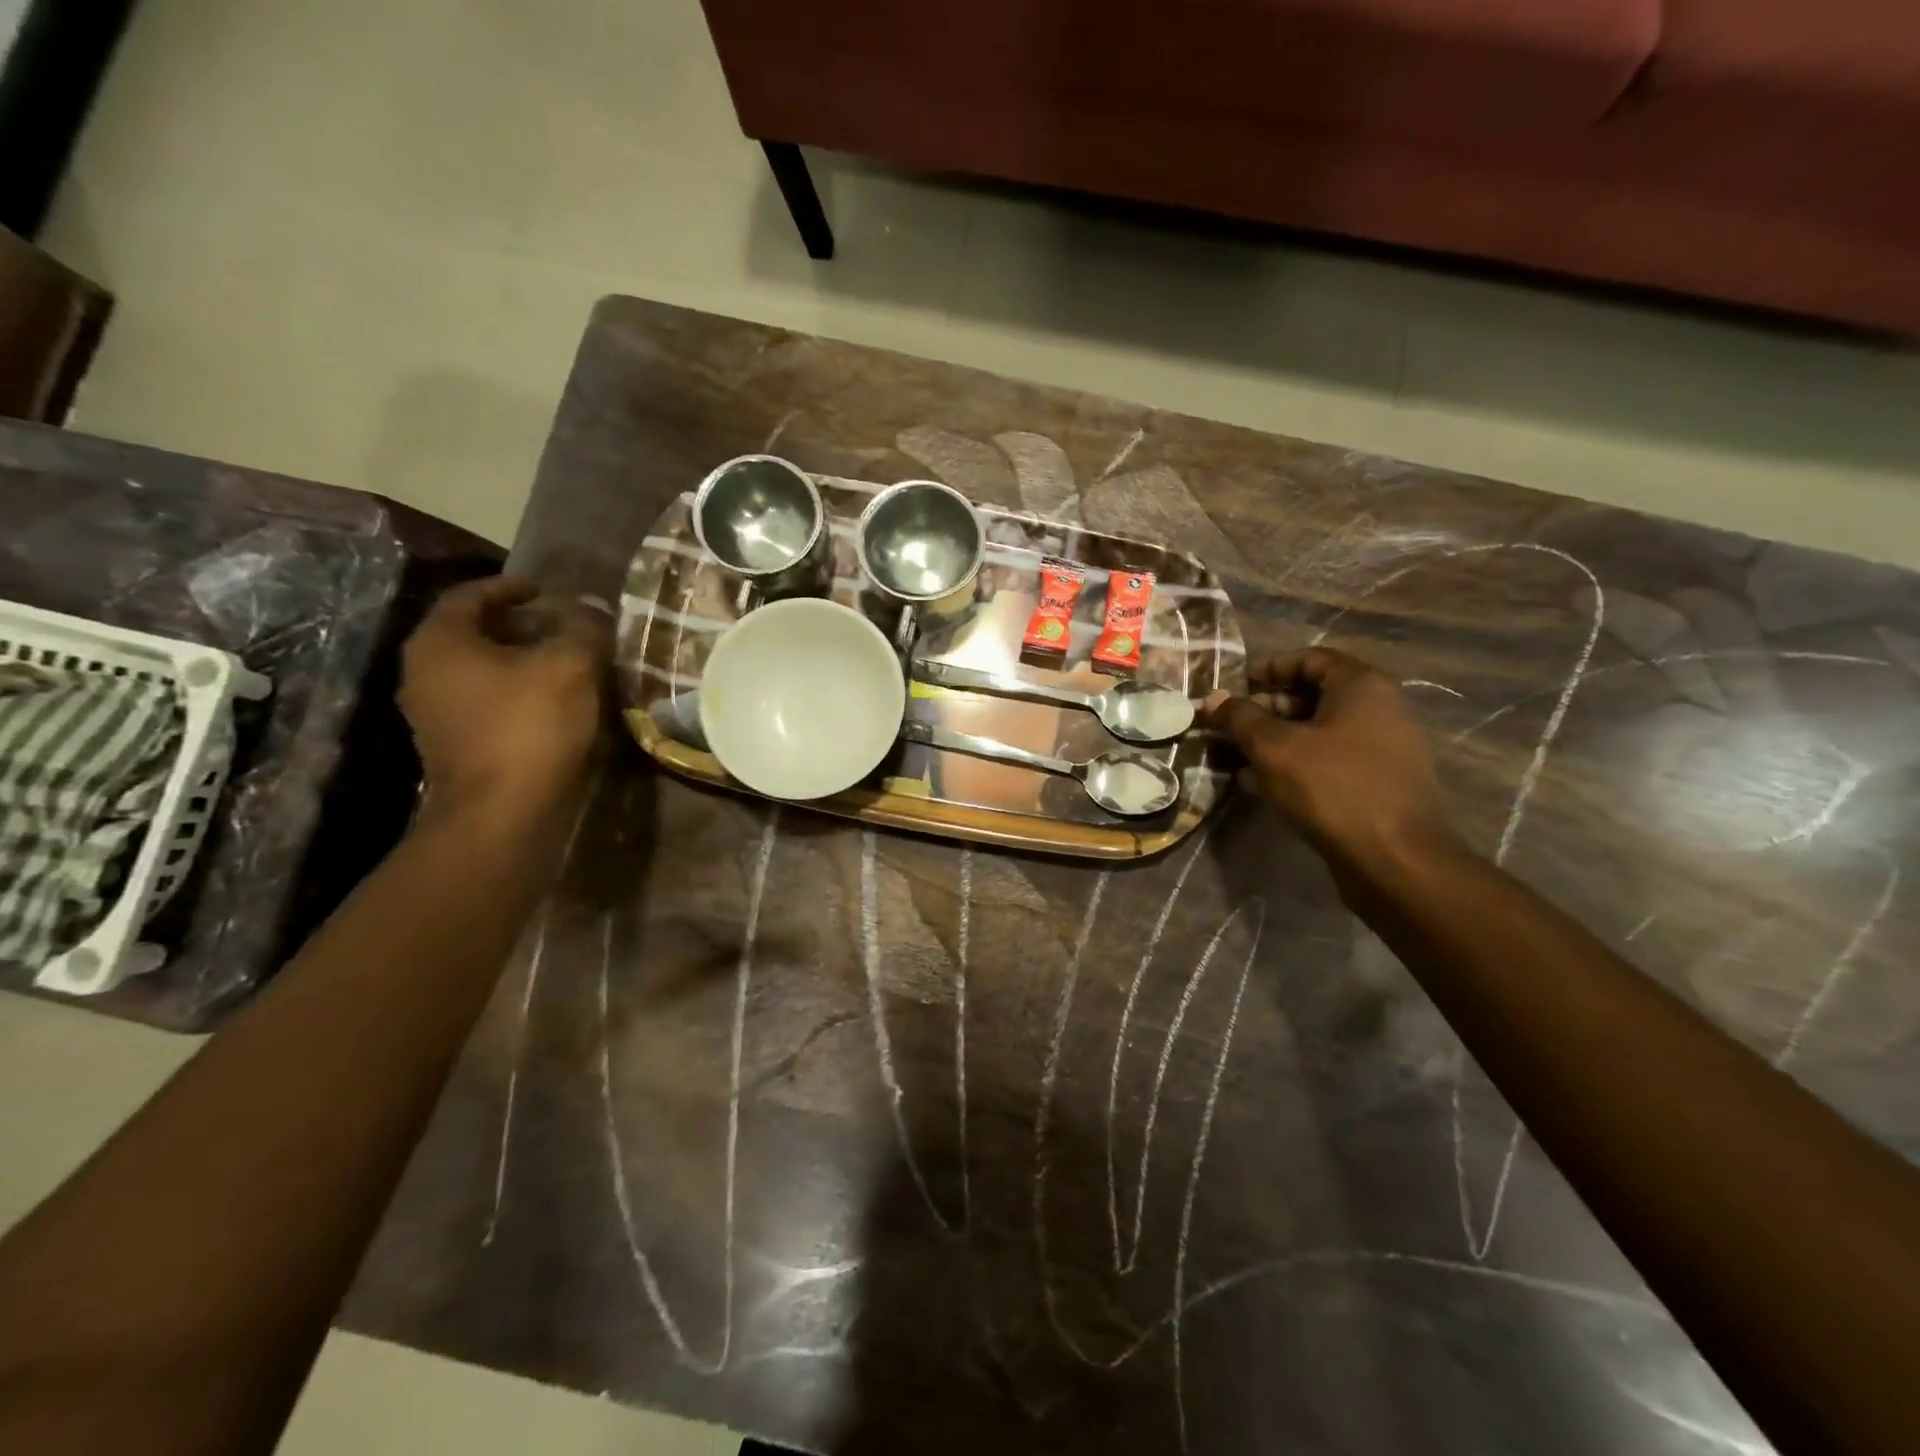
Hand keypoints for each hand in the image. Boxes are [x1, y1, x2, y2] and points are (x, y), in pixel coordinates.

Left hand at [399, 577, 611, 817]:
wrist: (503, 812)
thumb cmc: (530, 725)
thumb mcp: (570, 665)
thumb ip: (582, 628)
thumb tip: (591, 606)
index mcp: (441, 643)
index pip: (470, 596)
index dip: (510, 588)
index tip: (546, 591)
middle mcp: (425, 673)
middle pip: (474, 634)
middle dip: (521, 627)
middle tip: (565, 629)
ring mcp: (434, 714)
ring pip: (481, 671)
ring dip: (522, 662)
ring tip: (568, 665)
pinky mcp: (455, 747)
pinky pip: (486, 703)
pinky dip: (518, 693)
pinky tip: (556, 703)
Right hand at [1203, 648, 1455, 870]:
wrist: (1395, 858)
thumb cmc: (1332, 788)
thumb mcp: (1273, 748)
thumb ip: (1240, 718)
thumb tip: (1214, 698)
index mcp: (1361, 686)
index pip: (1310, 658)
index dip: (1269, 669)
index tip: (1237, 690)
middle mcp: (1380, 708)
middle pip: (1315, 694)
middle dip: (1268, 708)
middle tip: (1234, 728)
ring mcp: (1385, 746)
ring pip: (1321, 730)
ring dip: (1278, 740)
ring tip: (1240, 759)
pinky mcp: (1381, 781)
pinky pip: (1332, 759)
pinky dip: (1299, 763)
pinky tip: (1264, 785)